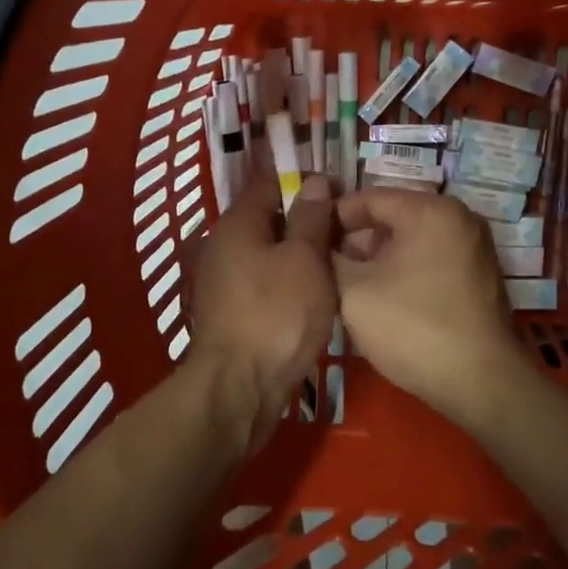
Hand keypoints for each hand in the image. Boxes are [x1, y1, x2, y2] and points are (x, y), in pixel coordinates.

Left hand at [188, 170, 336, 454]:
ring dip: (297, 253)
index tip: (338, 189)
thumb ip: (311, 218)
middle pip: (267, 218)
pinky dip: (286, 280)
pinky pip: (263, 281)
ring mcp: (222, 282)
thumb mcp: (305, 260)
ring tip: (336, 260)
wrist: (238, 388)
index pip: (269, 182)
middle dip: (304, 218)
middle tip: (345, 228)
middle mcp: (222, 246)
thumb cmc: (276, 315)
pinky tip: (313, 292)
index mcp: (237, 224)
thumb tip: (315, 182)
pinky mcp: (230, 312)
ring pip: (266, 252)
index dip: (303, 180)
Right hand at [332, 188, 531, 425]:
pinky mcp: (478, 278)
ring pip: (411, 242)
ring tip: (347, 287)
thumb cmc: (411, 327)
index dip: (331, 217)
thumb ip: (328, 258)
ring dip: (378, 260)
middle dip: (355, 241)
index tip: (306, 240)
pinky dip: (404, 272)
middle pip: (392, 217)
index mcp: (431, 210)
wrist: (479, 384)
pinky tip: (382, 301)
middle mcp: (459, 218)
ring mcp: (474, 248)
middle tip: (324, 268)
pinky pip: (431, 261)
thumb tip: (318, 246)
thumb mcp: (353, 290)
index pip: (368, 197)